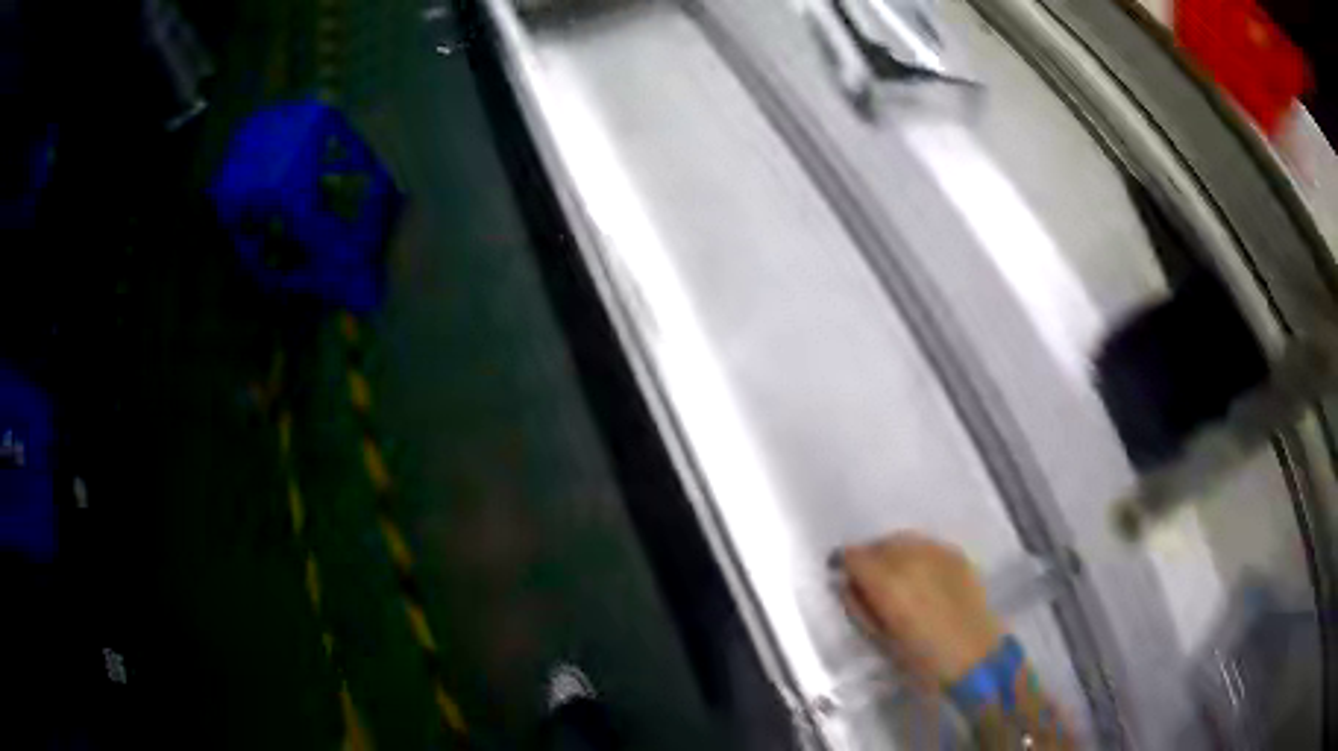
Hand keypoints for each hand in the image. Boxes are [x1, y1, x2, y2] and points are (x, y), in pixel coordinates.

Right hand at [839, 532, 1003, 686]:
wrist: (977, 657)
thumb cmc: (923, 659)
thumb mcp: (880, 640)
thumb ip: (860, 607)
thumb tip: (848, 585)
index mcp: (888, 582)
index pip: (854, 556)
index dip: (843, 563)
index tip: (840, 573)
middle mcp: (912, 558)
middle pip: (879, 543)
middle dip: (868, 558)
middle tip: (866, 579)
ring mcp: (938, 552)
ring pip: (904, 539)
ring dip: (892, 553)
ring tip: (893, 575)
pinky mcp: (957, 555)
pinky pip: (926, 545)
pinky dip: (916, 554)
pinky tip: (919, 574)